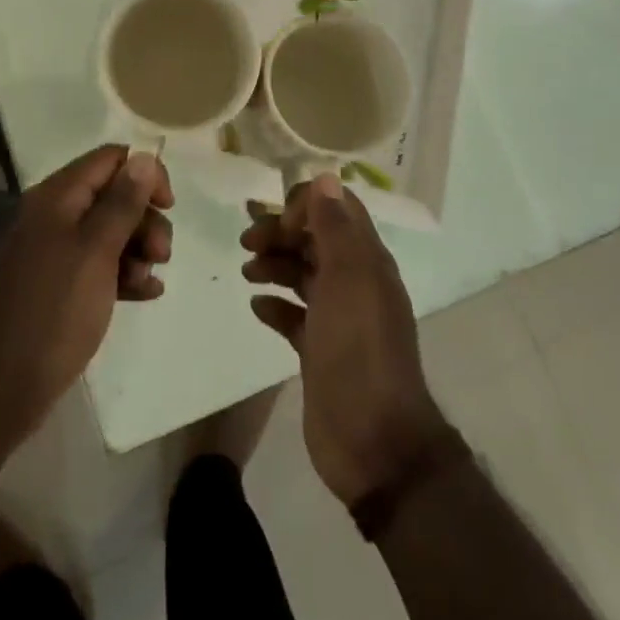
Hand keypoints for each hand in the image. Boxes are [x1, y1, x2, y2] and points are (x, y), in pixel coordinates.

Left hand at [0, 145, 172, 439]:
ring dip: (139, 250)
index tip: (168, 206)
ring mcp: (56, 252)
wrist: (4, 385)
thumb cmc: (54, 309)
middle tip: (161, 254)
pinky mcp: (60, 285)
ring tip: (149, 280)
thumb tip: (145, 157)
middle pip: (114, 195)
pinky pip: (101, 265)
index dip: (144, 174)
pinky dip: (125, 274)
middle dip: (145, 219)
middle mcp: (55, 216)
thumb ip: (123, 202)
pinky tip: (147, 294)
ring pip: (111, 232)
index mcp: (58, 197)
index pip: (111, 159)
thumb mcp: (96, 251)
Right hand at [243, 175, 448, 506]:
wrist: (373, 442)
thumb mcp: (348, 279)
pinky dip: (275, 305)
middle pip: (315, 240)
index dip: (305, 206)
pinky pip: (294, 316)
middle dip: (281, 233)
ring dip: (275, 265)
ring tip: (247, 270)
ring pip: (303, 275)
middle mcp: (356, 283)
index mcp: (367, 261)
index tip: (278, 224)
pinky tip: (256, 306)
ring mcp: (339, 319)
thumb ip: (335, 228)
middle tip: (245, 241)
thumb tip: (325, 177)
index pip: (337, 210)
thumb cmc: (358, 350)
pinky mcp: (321, 351)